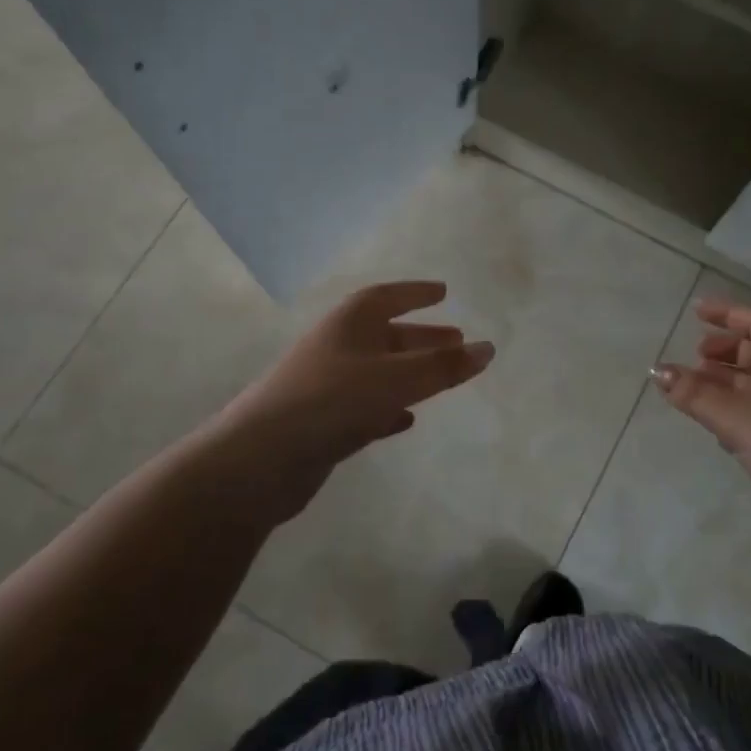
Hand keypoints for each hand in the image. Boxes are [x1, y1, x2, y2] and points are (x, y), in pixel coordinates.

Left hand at [214, 281, 493, 503]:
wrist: (262, 458)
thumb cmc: (333, 401)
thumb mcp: (397, 379)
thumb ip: (444, 366)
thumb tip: (488, 348)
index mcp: (350, 323)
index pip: (388, 296)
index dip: (416, 292)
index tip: (443, 292)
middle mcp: (337, 347)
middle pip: (386, 334)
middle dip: (422, 337)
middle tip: (457, 340)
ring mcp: (327, 385)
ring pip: (378, 371)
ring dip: (410, 371)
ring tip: (443, 377)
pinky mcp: (322, 422)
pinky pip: (365, 406)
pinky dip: (389, 407)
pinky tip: (407, 419)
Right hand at [652, 297, 750, 566]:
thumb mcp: (742, 421)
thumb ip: (697, 395)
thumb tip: (657, 370)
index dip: (728, 313)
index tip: (696, 311)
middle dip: (727, 351)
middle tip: (694, 358)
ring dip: (731, 384)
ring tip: (696, 392)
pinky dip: (742, 413)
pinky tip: (721, 430)